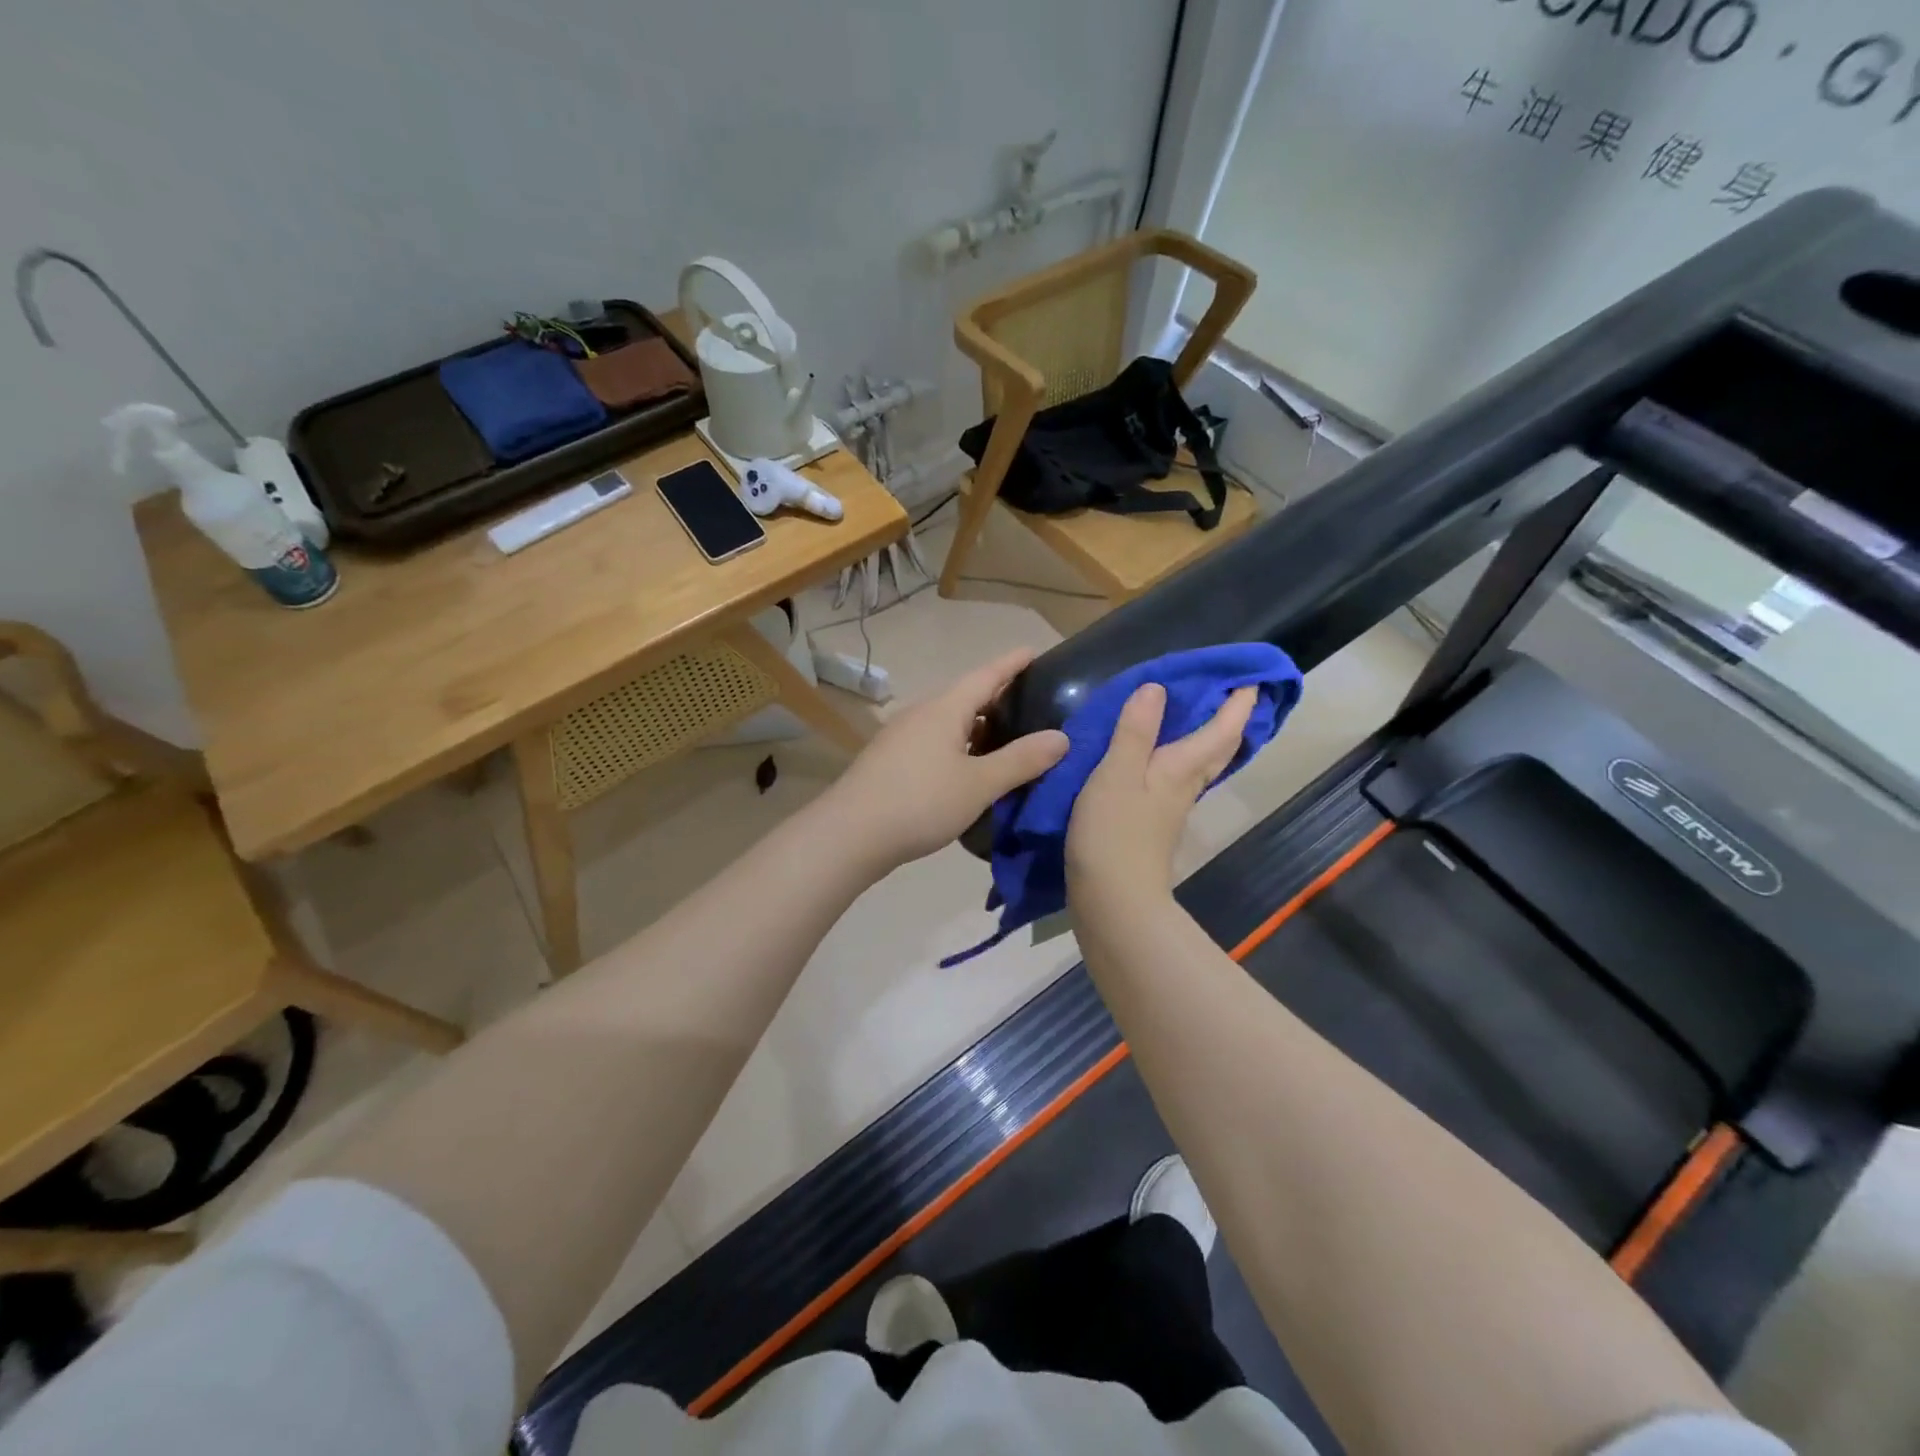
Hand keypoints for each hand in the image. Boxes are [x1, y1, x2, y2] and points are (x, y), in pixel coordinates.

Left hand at [824, 648, 1068, 872]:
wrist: (849, 835)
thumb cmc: (920, 802)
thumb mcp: (979, 784)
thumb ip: (1021, 760)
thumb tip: (1061, 737)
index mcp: (944, 709)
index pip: (986, 675)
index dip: (1012, 664)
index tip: (1033, 651)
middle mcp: (921, 714)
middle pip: (965, 697)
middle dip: (996, 698)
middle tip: (1030, 703)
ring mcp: (901, 737)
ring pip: (948, 723)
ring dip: (977, 727)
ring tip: (1006, 740)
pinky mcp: (890, 761)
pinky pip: (934, 743)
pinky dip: (959, 747)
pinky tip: (968, 769)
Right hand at [1065, 682, 1257, 903]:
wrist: (1113, 899)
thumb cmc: (1113, 832)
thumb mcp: (1116, 773)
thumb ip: (1135, 731)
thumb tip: (1157, 688)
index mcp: (1181, 767)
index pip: (1223, 728)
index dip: (1240, 702)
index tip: (1253, 676)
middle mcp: (1185, 784)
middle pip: (1220, 748)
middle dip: (1232, 719)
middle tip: (1234, 692)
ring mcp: (1172, 806)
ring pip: (1202, 764)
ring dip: (1210, 737)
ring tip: (1201, 714)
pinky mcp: (1155, 823)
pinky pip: (1179, 778)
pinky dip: (1181, 757)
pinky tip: (1162, 756)